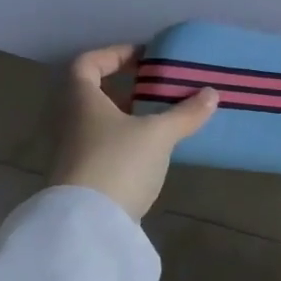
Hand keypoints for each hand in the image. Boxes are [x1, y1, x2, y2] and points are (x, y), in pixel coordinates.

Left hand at [48, 45, 219, 220]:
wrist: (87, 225)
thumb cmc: (118, 162)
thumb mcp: (159, 134)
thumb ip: (185, 113)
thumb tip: (211, 93)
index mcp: (80, 100)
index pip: (86, 64)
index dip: (114, 54)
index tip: (144, 58)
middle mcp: (69, 121)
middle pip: (92, 94)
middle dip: (125, 89)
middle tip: (157, 88)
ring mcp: (71, 151)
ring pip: (98, 122)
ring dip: (127, 116)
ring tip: (161, 119)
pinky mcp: (81, 177)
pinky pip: (103, 146)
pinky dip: (125, 141)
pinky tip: (152, 150)